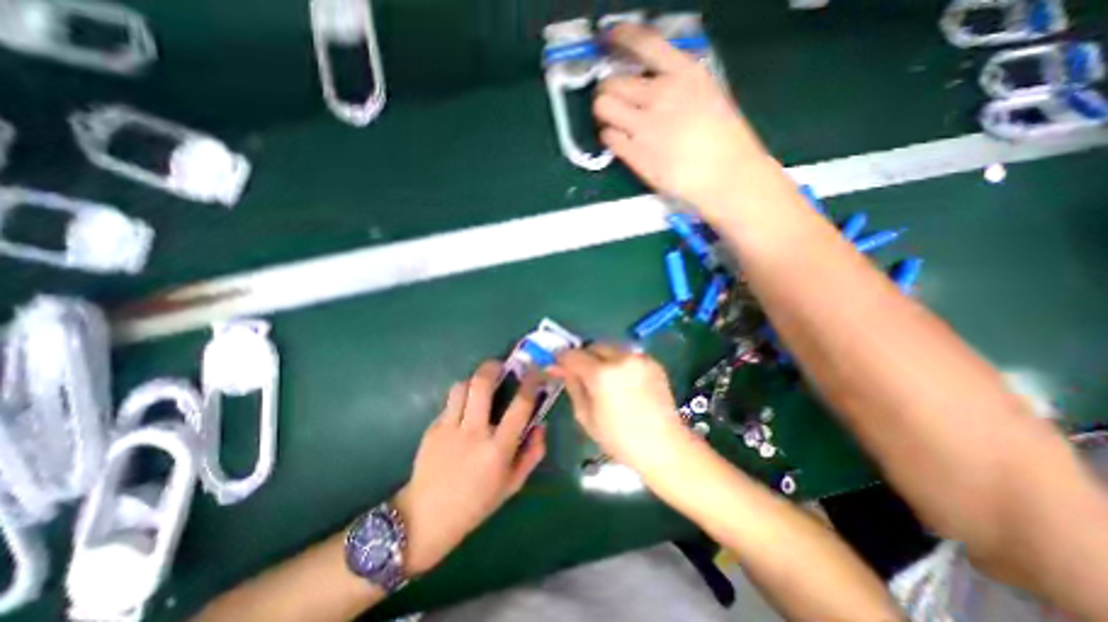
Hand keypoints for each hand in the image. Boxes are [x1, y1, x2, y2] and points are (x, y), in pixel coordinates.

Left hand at [394, 362, 543, 574]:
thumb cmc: (475, 504)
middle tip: (499, 364)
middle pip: (481, 384)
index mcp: (498, 449)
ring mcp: (449, 428)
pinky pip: (449, 403)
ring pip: (461, 387)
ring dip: (473, 380)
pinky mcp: (432, 429)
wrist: (426, 518)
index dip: (531, 383)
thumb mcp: (512, 485)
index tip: (536, 370)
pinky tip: (463, 411)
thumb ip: (532, 454)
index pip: (520, 406)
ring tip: (480, 385)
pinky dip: (460, 399)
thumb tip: (541, 426)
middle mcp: (474, 433)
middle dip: (492, 367)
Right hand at [555, 346, 688, 470]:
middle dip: (584, 356)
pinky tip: (624, 382)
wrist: (664, 446)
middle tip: (583, 374)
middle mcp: (621, 358)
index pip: (573, 355)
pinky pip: (628, 355)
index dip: (563, 359)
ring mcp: (639, 358)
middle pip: (593, 345)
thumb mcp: (586, 416)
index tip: (559, 365)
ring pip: (611, 348)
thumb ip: (573, 385)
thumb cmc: (619, 438)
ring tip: (606, 379)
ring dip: (602, 358)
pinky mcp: (653, 362)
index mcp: (601, 374)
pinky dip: (620, 363)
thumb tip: (560, 367)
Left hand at [593, 23, 766, 213]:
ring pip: (603, 107)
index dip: (620, 38)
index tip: (608, 39)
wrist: (726, 175)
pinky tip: (620, 142)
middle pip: (612, 81)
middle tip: (612, 99)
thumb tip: (652, 85)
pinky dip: (609, 137)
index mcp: (684, 74)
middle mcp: (660, 95)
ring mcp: (645, 127)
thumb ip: (677, 86)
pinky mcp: (636, 155)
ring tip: (613, 119)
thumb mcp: (708, 96)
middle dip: (606, 89)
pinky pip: (608, 137)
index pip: (644, 43)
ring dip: (603, 112)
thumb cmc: (725, 139)